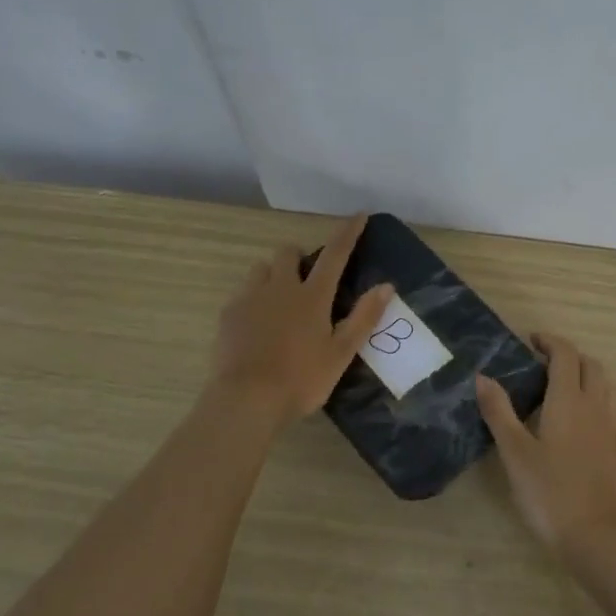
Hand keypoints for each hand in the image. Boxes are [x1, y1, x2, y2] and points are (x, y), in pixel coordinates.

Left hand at [211, 215, 392, 422]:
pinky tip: (258, 325)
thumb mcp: (341, 353)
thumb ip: (364, 318)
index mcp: (312, 296)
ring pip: (262, 269)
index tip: (359, 215)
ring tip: (280, 301)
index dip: (348, 233)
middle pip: (288, 252)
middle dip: (299, 257)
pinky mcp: (228, 314)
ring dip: (274, 275)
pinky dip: (255, 299)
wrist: (247, 399)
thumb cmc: (301, 379)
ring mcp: (250, 298)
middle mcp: (280, 288)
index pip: (335, 254)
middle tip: (308, 281)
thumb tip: (387, 286)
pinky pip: (243, 293)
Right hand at [477, 333, 615, 557]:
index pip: (565, 355)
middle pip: (590, 366)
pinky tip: (615, 412)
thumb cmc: (547, 491)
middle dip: (569, 357)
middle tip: (544, 364)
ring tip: (570, 386)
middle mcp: (596, 407)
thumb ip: (498, 411)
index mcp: (567, 400)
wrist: (591, 535)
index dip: (549, 342)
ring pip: (609, 388)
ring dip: (591, 378)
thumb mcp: (513, 451)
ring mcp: (614, 430)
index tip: (530, 341)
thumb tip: (483, 376)